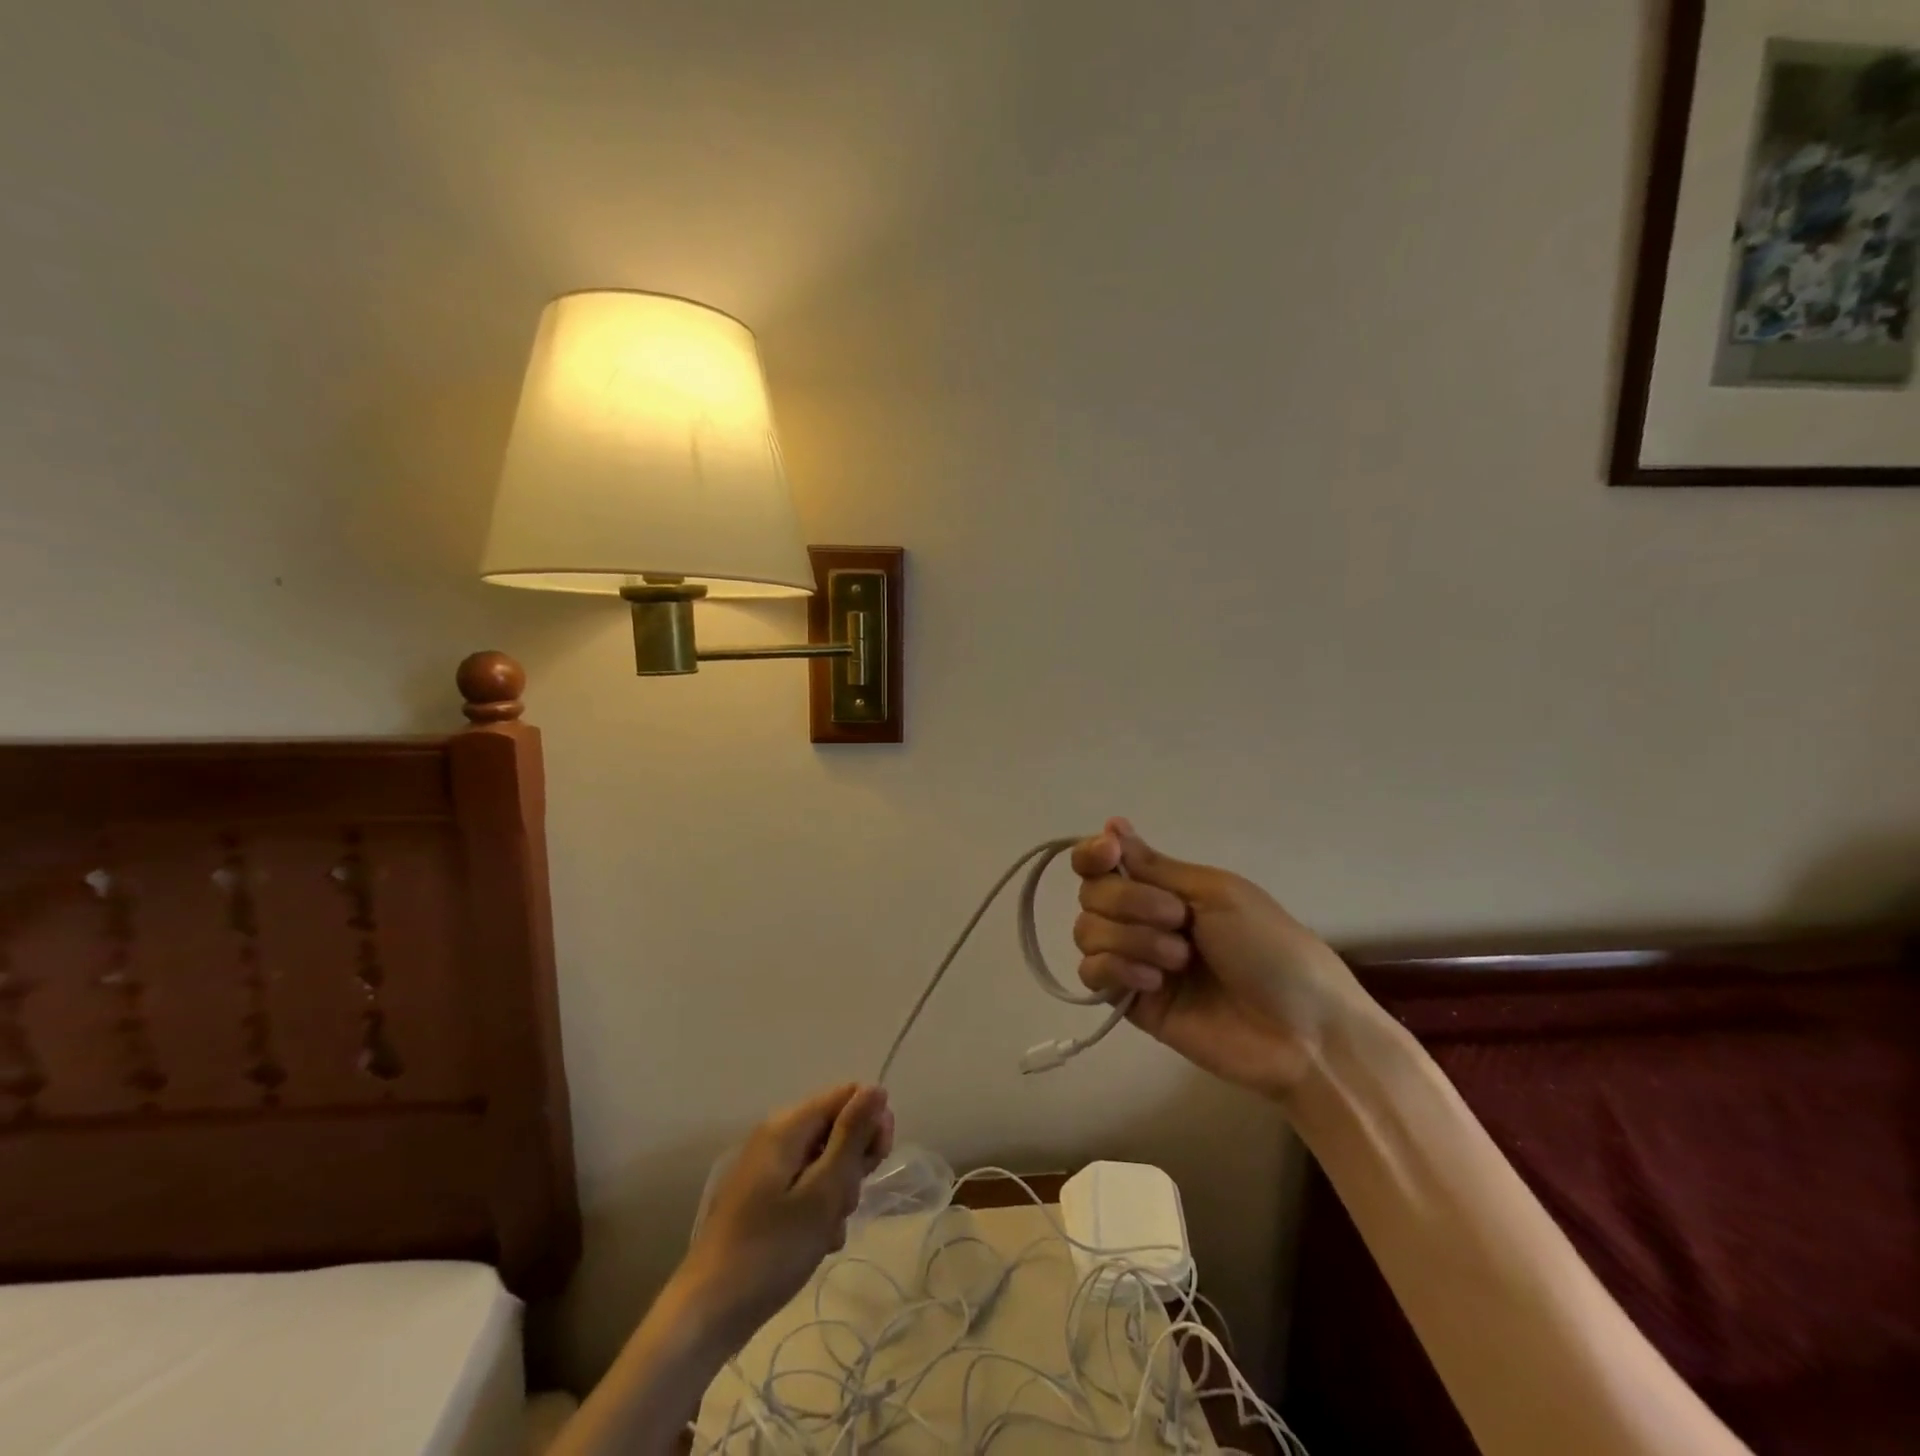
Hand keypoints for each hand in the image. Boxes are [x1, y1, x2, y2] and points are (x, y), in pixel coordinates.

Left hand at [673, 1084, 894, 1342]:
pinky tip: (817, 1243)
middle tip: (846, 1204)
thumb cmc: (770, 1251)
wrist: (705, 1316)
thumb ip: (852, 1137)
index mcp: (788, 1126)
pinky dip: (819, 1209)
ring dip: (838, 1192)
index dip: (870, 1124)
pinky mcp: (763, 1199)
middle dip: (853, 1163)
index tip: (876, 1165)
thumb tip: (876, 1088)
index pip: (848, 1096)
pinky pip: (806, 1187)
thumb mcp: (822, 1193)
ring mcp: (767, 1169)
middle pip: (836, 1128)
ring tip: (828, 1231)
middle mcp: (776, 1136)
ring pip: (824, 1162)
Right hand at [1072, 819, 1372, 1098]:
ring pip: (1087, 931)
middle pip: (1092, 894)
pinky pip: (1091, 974)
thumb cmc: (1269, 949)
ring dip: (1131, 938)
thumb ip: (1154, 866)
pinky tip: (1154, 982)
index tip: (1108, 854)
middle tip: (1177, 919)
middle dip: (1129, 901)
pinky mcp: (1130, 1002)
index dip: (1093, 854)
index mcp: (1166, 887)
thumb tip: (1110, 823)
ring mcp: (1135, 960)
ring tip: (1178, 960)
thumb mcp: (1216, 893)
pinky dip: (1116, 969)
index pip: (1103, 861)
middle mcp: (1142, 918)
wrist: (1300, 1031)